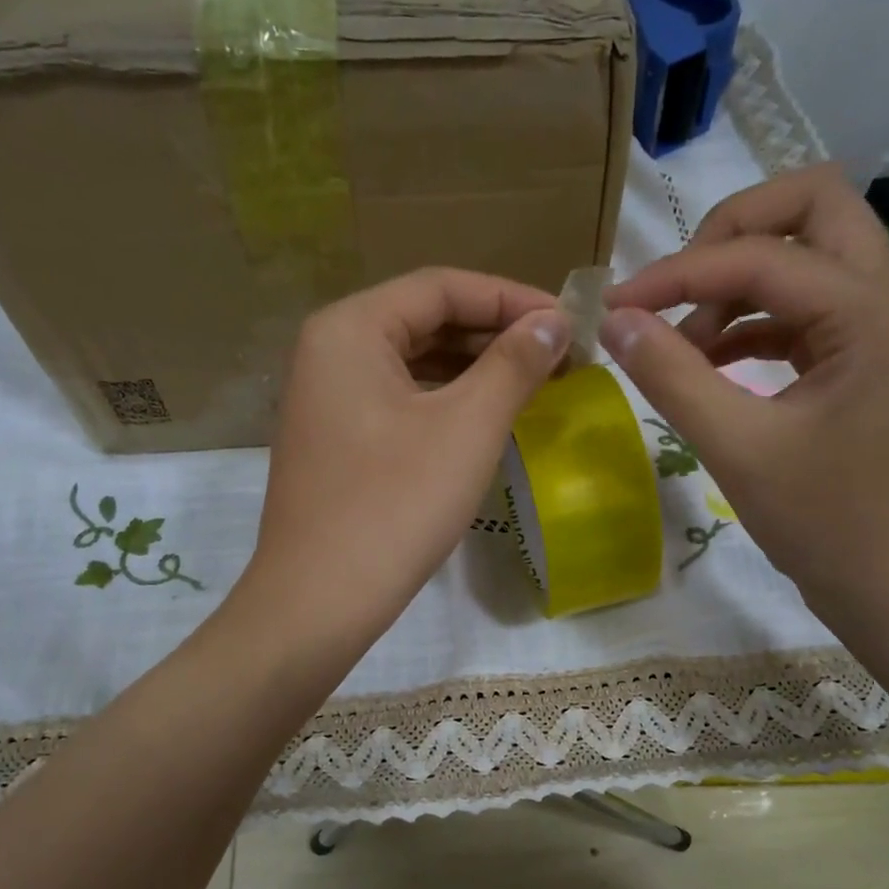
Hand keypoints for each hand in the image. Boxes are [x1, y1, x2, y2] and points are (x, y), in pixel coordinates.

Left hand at [240, 268, 566, 659]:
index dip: (512, 298)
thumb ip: (514, 364)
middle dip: (495, 334)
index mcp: (350, 329)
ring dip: (474, 370)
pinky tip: (485, 419)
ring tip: (534, 385)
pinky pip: (398, 402)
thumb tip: (554, 323)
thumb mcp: (467, 428)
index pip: (441, 287)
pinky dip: (445, 403)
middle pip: (425, 321)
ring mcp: (326, 400)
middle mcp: (329, 351)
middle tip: (559, 356)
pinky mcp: (334, 442)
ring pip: (412, 364)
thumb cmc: (396, 506)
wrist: (320, 601)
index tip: (568, 322)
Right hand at [601, 164, 888, 642]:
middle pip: (811, 207)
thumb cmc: (826, 524)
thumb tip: (614, 321)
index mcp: (867, 313)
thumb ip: (672, 378)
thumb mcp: (738, 449)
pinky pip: (804, 311)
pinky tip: (711, 366)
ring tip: (683, 349)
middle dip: (731, 235)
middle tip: (676, 290)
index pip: (759, 256)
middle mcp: (887, 299)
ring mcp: (881, 329)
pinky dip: (753, 324)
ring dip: (738, 286)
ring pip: (808, 256)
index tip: (615, 308)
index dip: (677, 274)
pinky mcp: (866, 360)